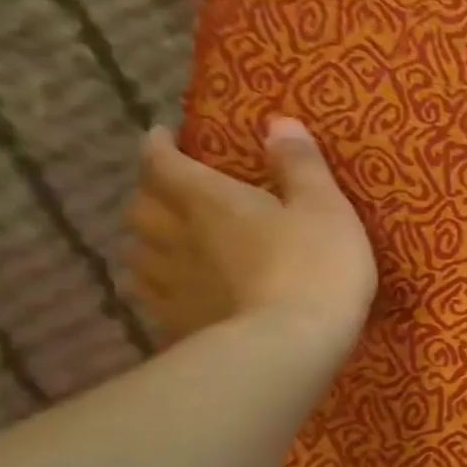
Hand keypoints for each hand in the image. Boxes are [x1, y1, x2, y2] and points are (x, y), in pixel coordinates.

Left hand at [125, 118, 376, 358]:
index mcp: (208, 200)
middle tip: (174, 192)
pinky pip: (155, 295)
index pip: (164, 162)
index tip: (165, 136)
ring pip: (140, 252)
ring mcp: (171, 283)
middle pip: (143, 206)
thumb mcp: (326, 208)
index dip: (161, 145)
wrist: (291, 344)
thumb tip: (278, 122)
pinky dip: (162, 284)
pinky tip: (181, 291)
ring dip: (152, 240)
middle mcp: (175, 235)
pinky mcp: (177, 322)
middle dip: (153, 193)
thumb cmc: (315, 267)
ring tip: (173, 242)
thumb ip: (301, 166)